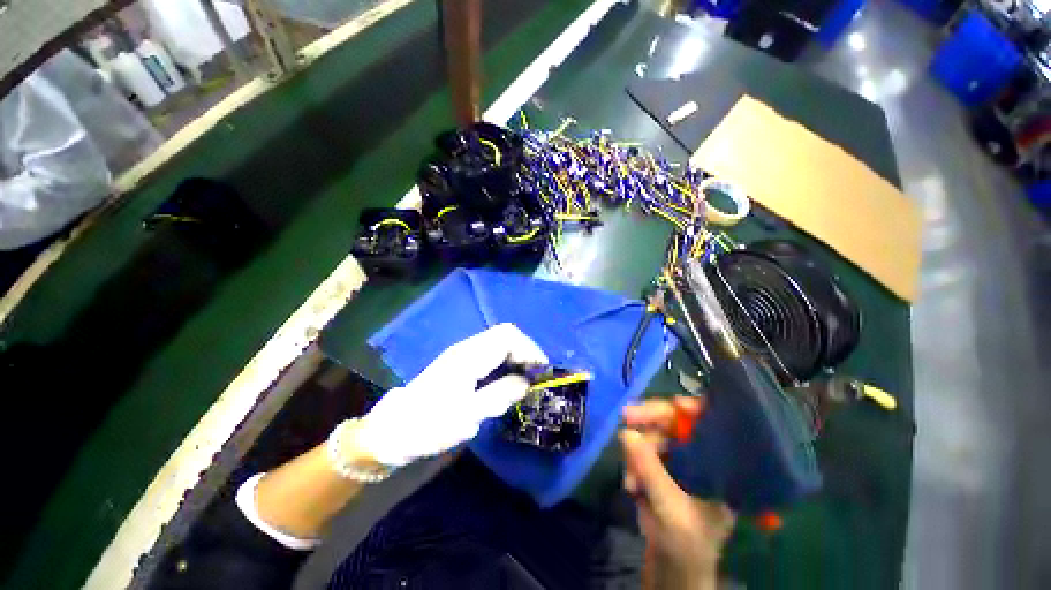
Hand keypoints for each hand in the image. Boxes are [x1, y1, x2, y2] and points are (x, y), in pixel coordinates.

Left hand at [355, 323, 547, 466]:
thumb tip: (526, 383)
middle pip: (505, 334)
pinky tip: (509, 377)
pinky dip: (506, 360)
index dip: (529, 349)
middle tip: (537, 375)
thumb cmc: (428, 425)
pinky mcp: (461, 362)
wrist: (393, 430)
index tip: (541, 370)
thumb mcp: (468, 417)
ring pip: (499, 342)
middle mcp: (467, 348)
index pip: (507, 337)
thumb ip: (500, 395)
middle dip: (525, 350)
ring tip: (527, 377)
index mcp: (468, 357)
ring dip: (517, 355)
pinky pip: (491, 352)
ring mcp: (462, 353)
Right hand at [620, 397, 735, 589]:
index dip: (696, 410)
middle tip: (626, 416)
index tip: (675, 404)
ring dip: (638, 452)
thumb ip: (650, 471)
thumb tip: (626, 432)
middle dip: (650, 419)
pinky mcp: (660, 468)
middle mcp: (700, 458)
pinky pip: (642, 451)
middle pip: (677, 423)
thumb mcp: (671, 509)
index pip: (712, 426)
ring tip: (631, 481)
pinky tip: (631, 485)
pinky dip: (633, 463)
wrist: (672, 570)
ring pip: (654, 436)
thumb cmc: (686, 545)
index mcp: (720, 469)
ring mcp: (678, 462)